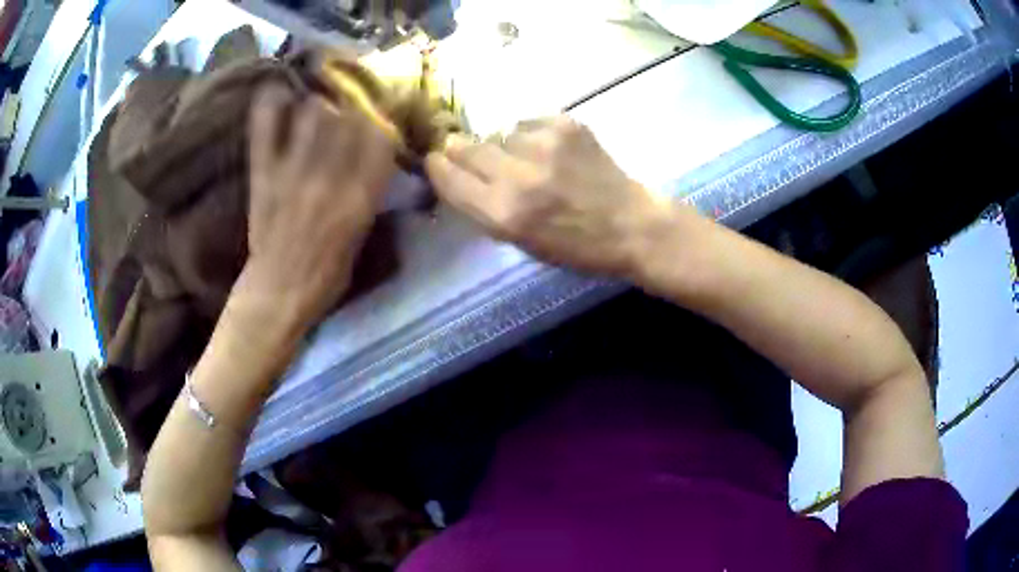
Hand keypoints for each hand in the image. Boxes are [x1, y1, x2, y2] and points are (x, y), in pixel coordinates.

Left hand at [237, 85, 395, 332]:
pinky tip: (277, 93)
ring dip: (318, 102)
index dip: (383, 118)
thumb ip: (368, 193)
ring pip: (312, 112)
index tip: (379, 112)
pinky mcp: (263, 174)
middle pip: (349, 116)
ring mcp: (292, 173)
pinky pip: (265, 129)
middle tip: (348, 99)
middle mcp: (330, 178)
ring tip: (316, 101)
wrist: (278, 294)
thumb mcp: (361, 236)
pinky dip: (269, 106)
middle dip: (353, 103)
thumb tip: (371, 157)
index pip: (381, 139)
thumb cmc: (326, 275)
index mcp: (359, 199)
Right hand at [424, 116, 673, 276]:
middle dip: (461, 148)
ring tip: (531, 160)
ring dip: (506, 144)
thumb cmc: (575, 246)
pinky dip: (533, 134)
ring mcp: (542, 145)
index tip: (437, 160)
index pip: (448, 176)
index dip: (438, 166)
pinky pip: (528, 121)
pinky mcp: (565, 125)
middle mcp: (517, 177)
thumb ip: (484, 206)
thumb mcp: (520, 241)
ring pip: (499, 131)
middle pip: (464, 145)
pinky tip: (552, 150)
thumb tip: (457, 170)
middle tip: (473, 153)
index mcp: (503, 214)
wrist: (630, 224)